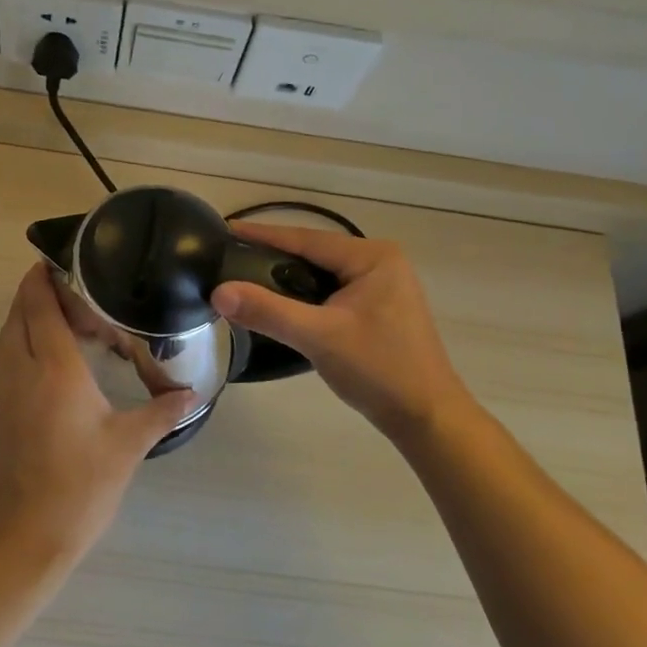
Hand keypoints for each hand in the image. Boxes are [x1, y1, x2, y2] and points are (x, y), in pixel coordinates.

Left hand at [0, 264, 196, 566]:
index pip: (41, 307)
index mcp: (53, 370)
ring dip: (24, 321)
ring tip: (56, 323)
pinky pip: (0, 365)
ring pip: (5, 340)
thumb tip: (192, 395)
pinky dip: (17, 350)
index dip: (42, 279)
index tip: (53, 261)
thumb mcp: (127, 447)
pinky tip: (41, 369)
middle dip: (34, 294)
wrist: (17, 540)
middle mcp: (18, 371)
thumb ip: (160, 413)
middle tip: (66, 290)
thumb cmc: (78, 488)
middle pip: (18, 315)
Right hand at [211, 223, 475, 447]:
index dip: (262, 235)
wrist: (427, 418)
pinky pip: (331, 289)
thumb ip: (268, 311)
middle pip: (313, 252)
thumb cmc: (379, 370)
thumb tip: (219, 291)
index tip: (226, 228)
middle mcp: (380, 261)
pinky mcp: (379, 307)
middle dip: (272, 253)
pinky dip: (304, 293)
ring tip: (245, 274)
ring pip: (321, 272)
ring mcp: (382, 284)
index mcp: (372, 256)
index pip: (306, 238)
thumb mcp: (319, 337)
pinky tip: (280, 301)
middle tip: (229, 255)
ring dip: (287, 275)